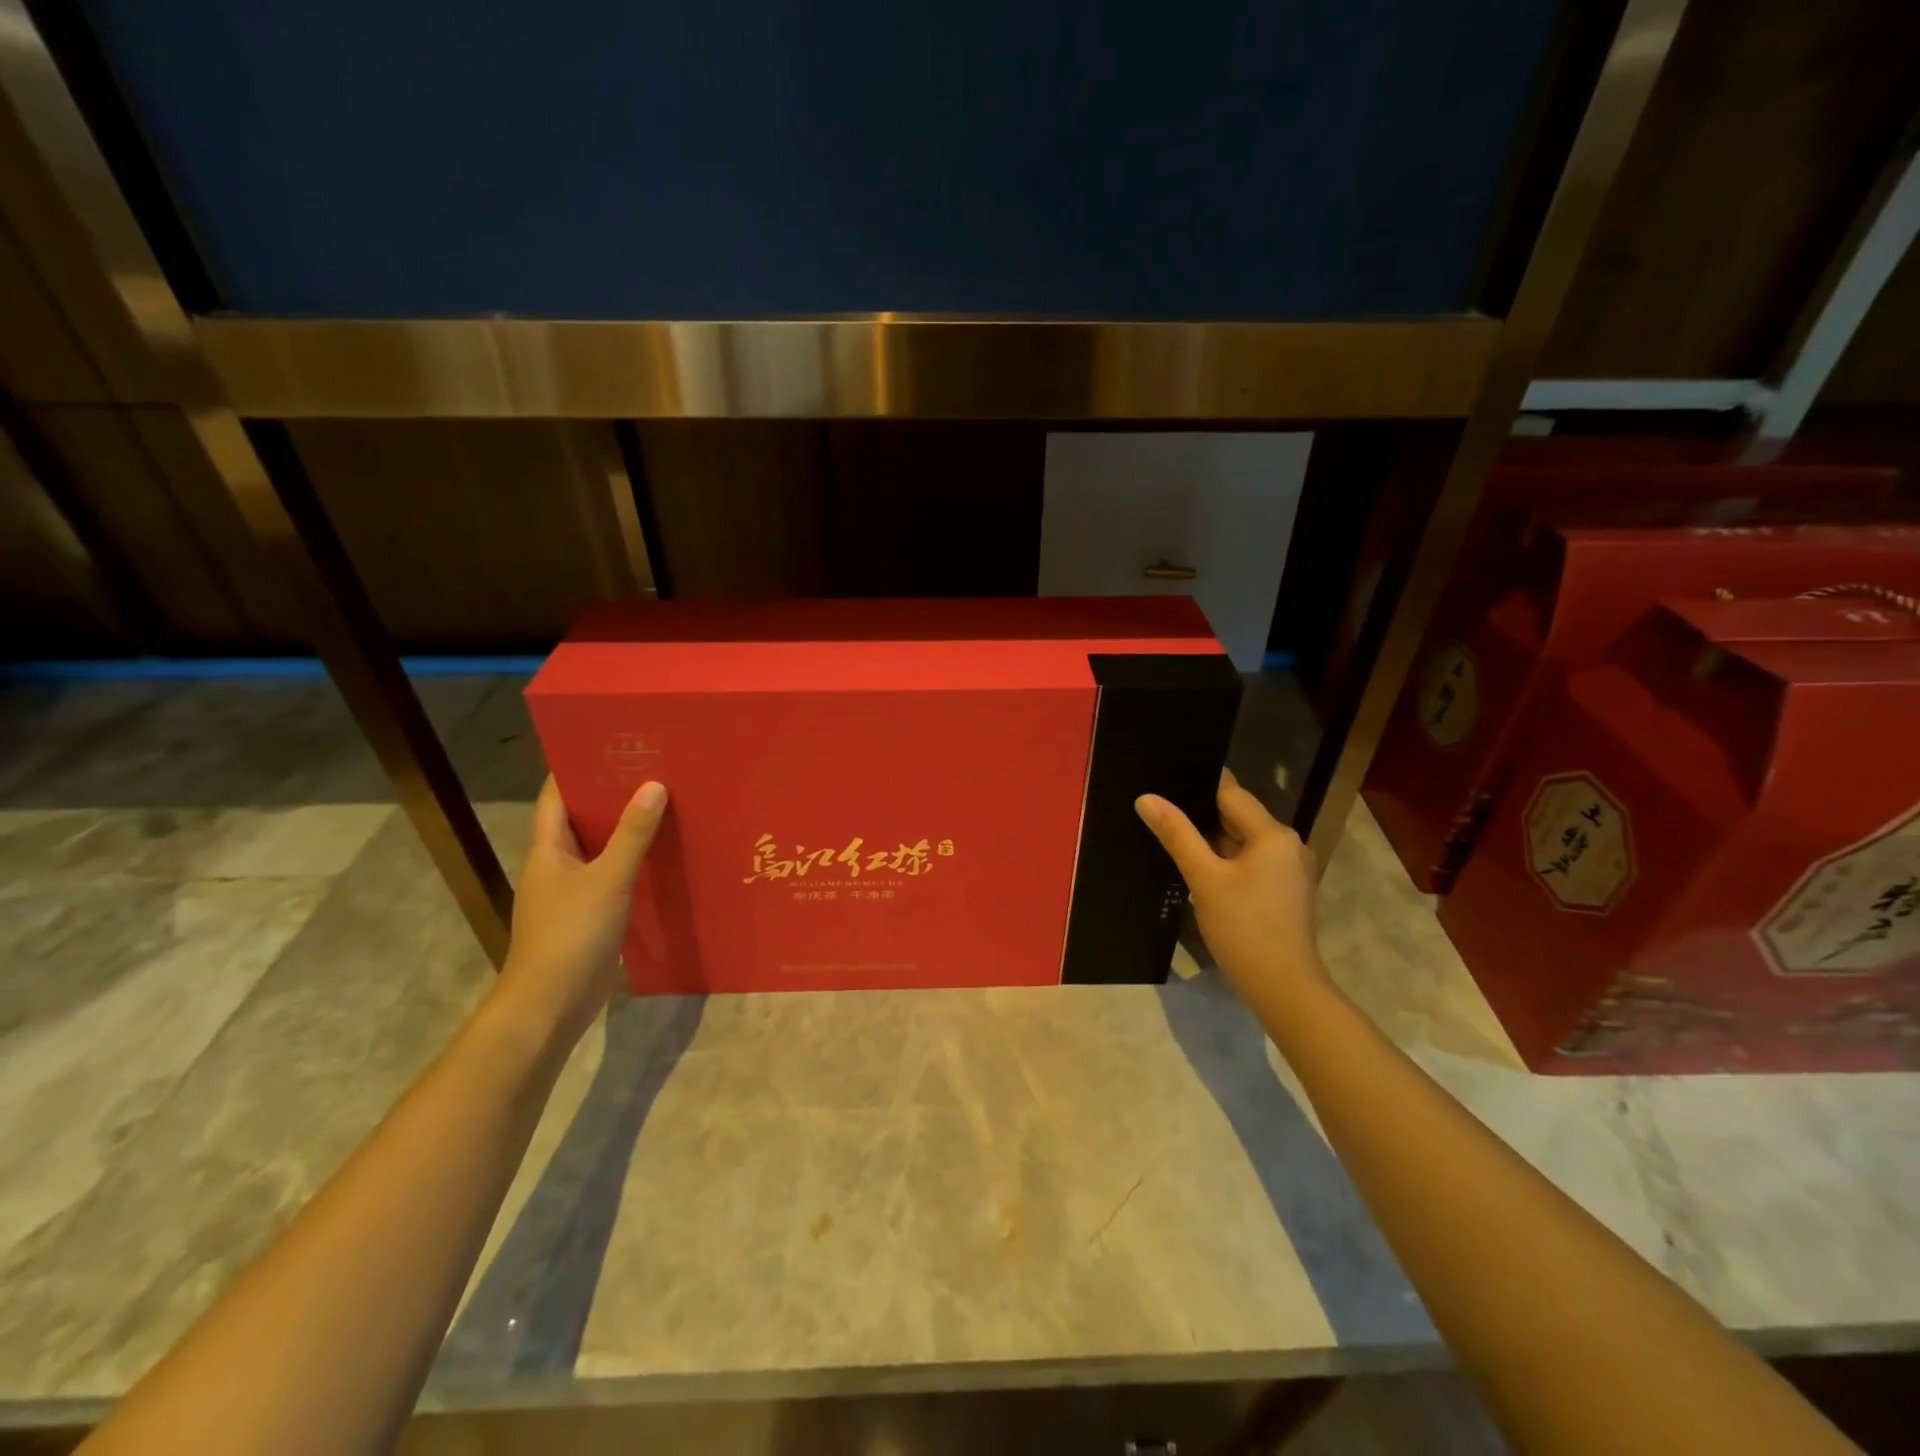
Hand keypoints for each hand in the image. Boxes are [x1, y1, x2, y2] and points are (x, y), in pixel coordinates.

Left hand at [494, 775, 667, 1045]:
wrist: (549, 1004)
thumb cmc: (571, 934)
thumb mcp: (608, 879)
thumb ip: (632, 834)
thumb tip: (654, 785)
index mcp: (547, 849)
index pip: (556, 796)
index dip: (578, 767)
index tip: (612, 743)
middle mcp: (554, 864)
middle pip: (580, 819)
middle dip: (611, 794)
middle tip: (652, 770)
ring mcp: (569, 892)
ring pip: (598, 848)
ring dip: (624, 829)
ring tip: (664, 805)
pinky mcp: (587, 915)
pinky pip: (610, 876)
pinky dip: (632, 862)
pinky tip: (661, 857)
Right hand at [1135, 770, 1328, 1009]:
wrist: (1283, 988)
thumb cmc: (1244, 927)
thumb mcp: (1204, 878)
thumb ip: (1177, 834)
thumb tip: (1146, 798)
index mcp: (1273, 834)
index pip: (1232, 794)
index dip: (1199, 785)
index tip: (1167, 779)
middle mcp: (1288, 845)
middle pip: (1239, 817)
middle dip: (1202, 813)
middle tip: (1162, 809)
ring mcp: (1289, 870)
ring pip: (1244, 842)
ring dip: (1213, 840)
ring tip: (1174, 835)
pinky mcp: (1284, 892)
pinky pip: (1251, 863)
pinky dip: (1227, 861)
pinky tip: (1199, 868)